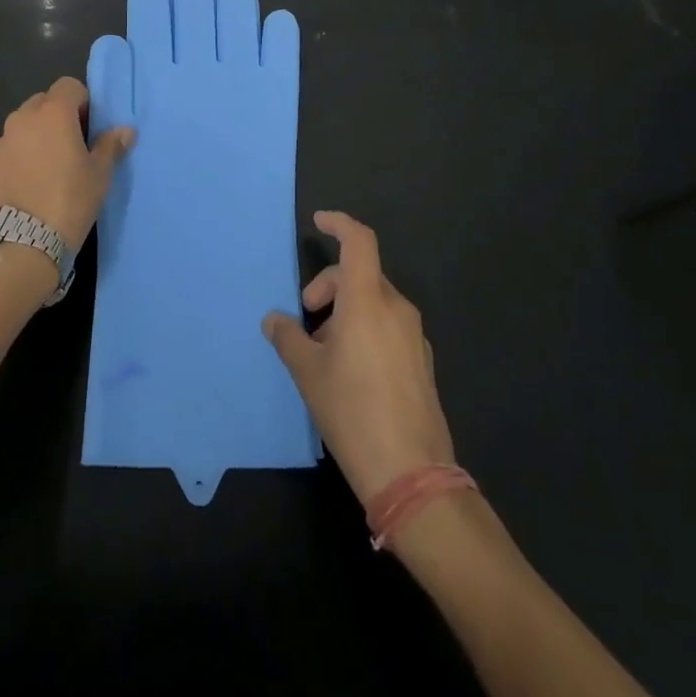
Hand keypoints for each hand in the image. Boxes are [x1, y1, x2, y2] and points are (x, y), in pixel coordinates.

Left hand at [0, 77, 132, 249]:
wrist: (22, 242)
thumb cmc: (70, 201)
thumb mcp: (99, 175)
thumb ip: (110, 146)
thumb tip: (125, 130)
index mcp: (54, 112)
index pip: (69, 86)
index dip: (82, 102)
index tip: (89, 127)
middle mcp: (23, 117)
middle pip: (44, 101)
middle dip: (58, 115)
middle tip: (72, 145)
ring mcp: (2, 139)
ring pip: (24, 123)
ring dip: (37, 133)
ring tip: (49, 165)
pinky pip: (10, 146)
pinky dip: (20, 153)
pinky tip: (29, 181)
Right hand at [263, 212, 456, 504]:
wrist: (411, 474)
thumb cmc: (351, 411)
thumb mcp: (307, 373)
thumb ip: (287, 337)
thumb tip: (274, 319)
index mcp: (367, 301)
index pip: (359, 241)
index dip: (339, 223)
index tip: (319, 222)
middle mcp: (395, 309)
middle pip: (360, 274)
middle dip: (328, 285)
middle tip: (305, 316)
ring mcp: (414, 336)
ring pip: (374, 301)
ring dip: (345, 311)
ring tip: (324, 351)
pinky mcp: (421, 361)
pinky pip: (388, 326)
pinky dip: (365, 329)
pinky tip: (350, 369)